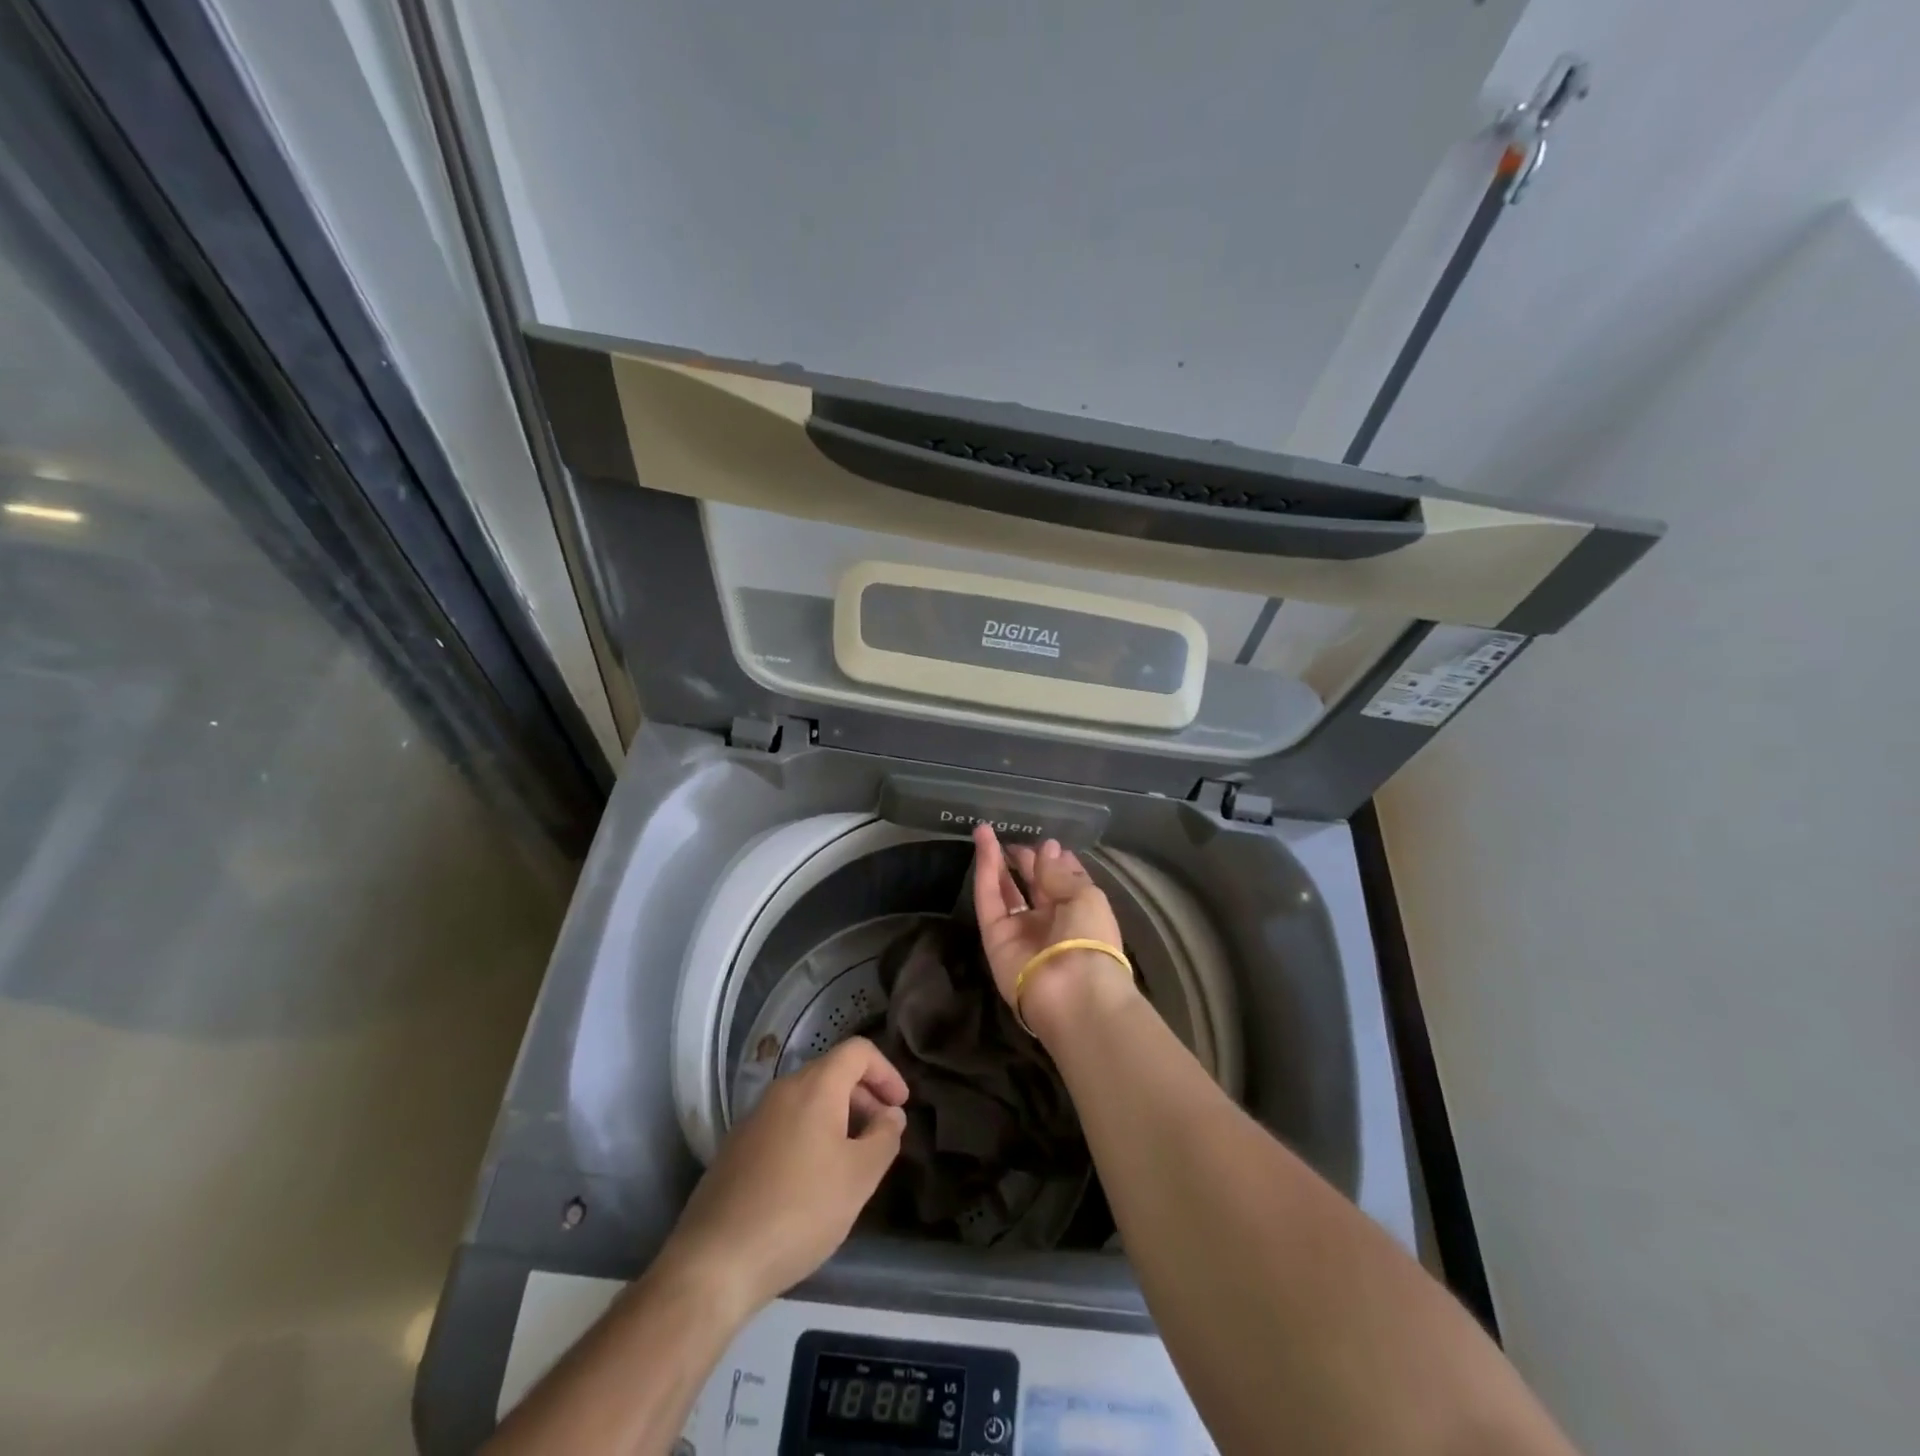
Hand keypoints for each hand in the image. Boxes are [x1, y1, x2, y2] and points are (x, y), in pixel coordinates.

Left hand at [655, 1037, 907, 1321]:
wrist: (715, 1262)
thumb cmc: (800, 1211)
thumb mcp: (859, 1178)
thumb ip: (884, 1138)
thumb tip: (890, 1115)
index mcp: (815, 1086)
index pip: (858, 1051)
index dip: (886, 1071)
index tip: (900, 1106)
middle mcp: (782, 1090)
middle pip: (832, 1072)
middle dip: (864, 1095)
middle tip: (882, 1134)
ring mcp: (754, 1117)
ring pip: (807, 1100)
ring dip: (838, 1117)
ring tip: (852, 1160)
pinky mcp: (737, 1147)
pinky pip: (785, 1123)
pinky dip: (810, 1134)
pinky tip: (813, 1180)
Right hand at [970, 825, 1135, 1036]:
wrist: (1072, 992)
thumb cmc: (1091, 938)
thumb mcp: (1084, 896)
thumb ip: (1058, 872)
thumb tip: (1047, 848)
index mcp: (1079, 913)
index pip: (1064, 882)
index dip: (1054, 861)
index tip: (1046, 842)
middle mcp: (1049, 922)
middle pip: (1033, 885)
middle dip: (1025, 861)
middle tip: (1014, 837)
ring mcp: (1020, 930)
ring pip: (1005, 890)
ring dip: (996, 861)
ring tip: (986, 830)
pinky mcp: (994, 937)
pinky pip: (988, 900)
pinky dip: (985, 871)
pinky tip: (983, 844)